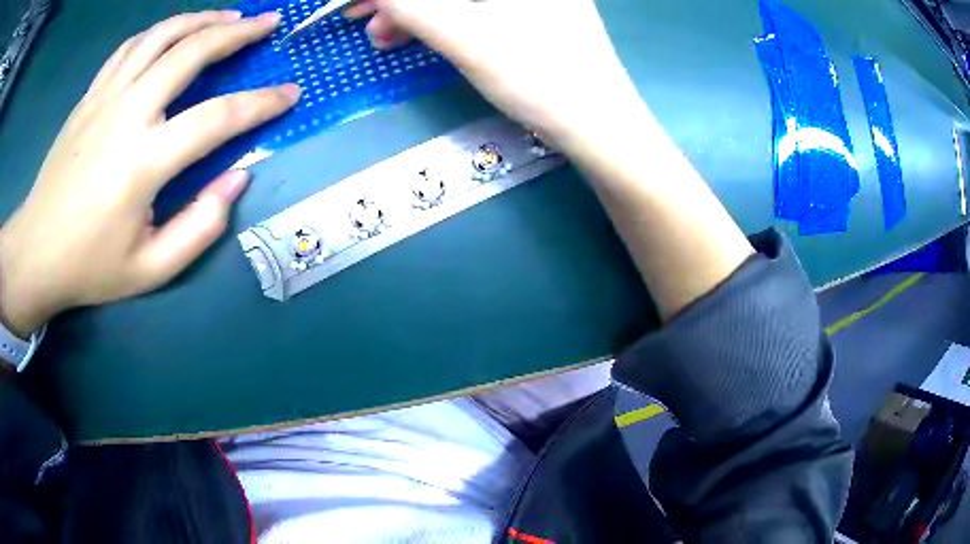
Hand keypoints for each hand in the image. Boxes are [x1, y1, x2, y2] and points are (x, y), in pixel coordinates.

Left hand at [0, 11, 300, 337]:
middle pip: (191, 52)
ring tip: (229, 17)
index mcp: (143, 162)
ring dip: (202, 19)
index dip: (261, 103)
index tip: (291, 92)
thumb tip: (237, 179)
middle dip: (238, 33)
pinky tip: (174, 33)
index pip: (217, 118)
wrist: (36, 251)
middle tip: (269, 24)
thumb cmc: (90, 265)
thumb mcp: (150, 269)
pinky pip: (131, 46)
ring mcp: (105, 97)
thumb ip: (200, 228)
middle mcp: (127, 114)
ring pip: (162, 35)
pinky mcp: (91, 95)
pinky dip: (160, 31)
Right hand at [345, 0, 642, 152]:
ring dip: (416, 11)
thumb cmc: (536, 75)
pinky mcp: (531, 12)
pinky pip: (474, 6)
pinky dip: (442, 19)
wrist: (599, 125)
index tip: (358, 3)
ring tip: (381, 37)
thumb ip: (408, 5)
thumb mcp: (461, 35)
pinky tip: (415, 36)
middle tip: (359, 17)